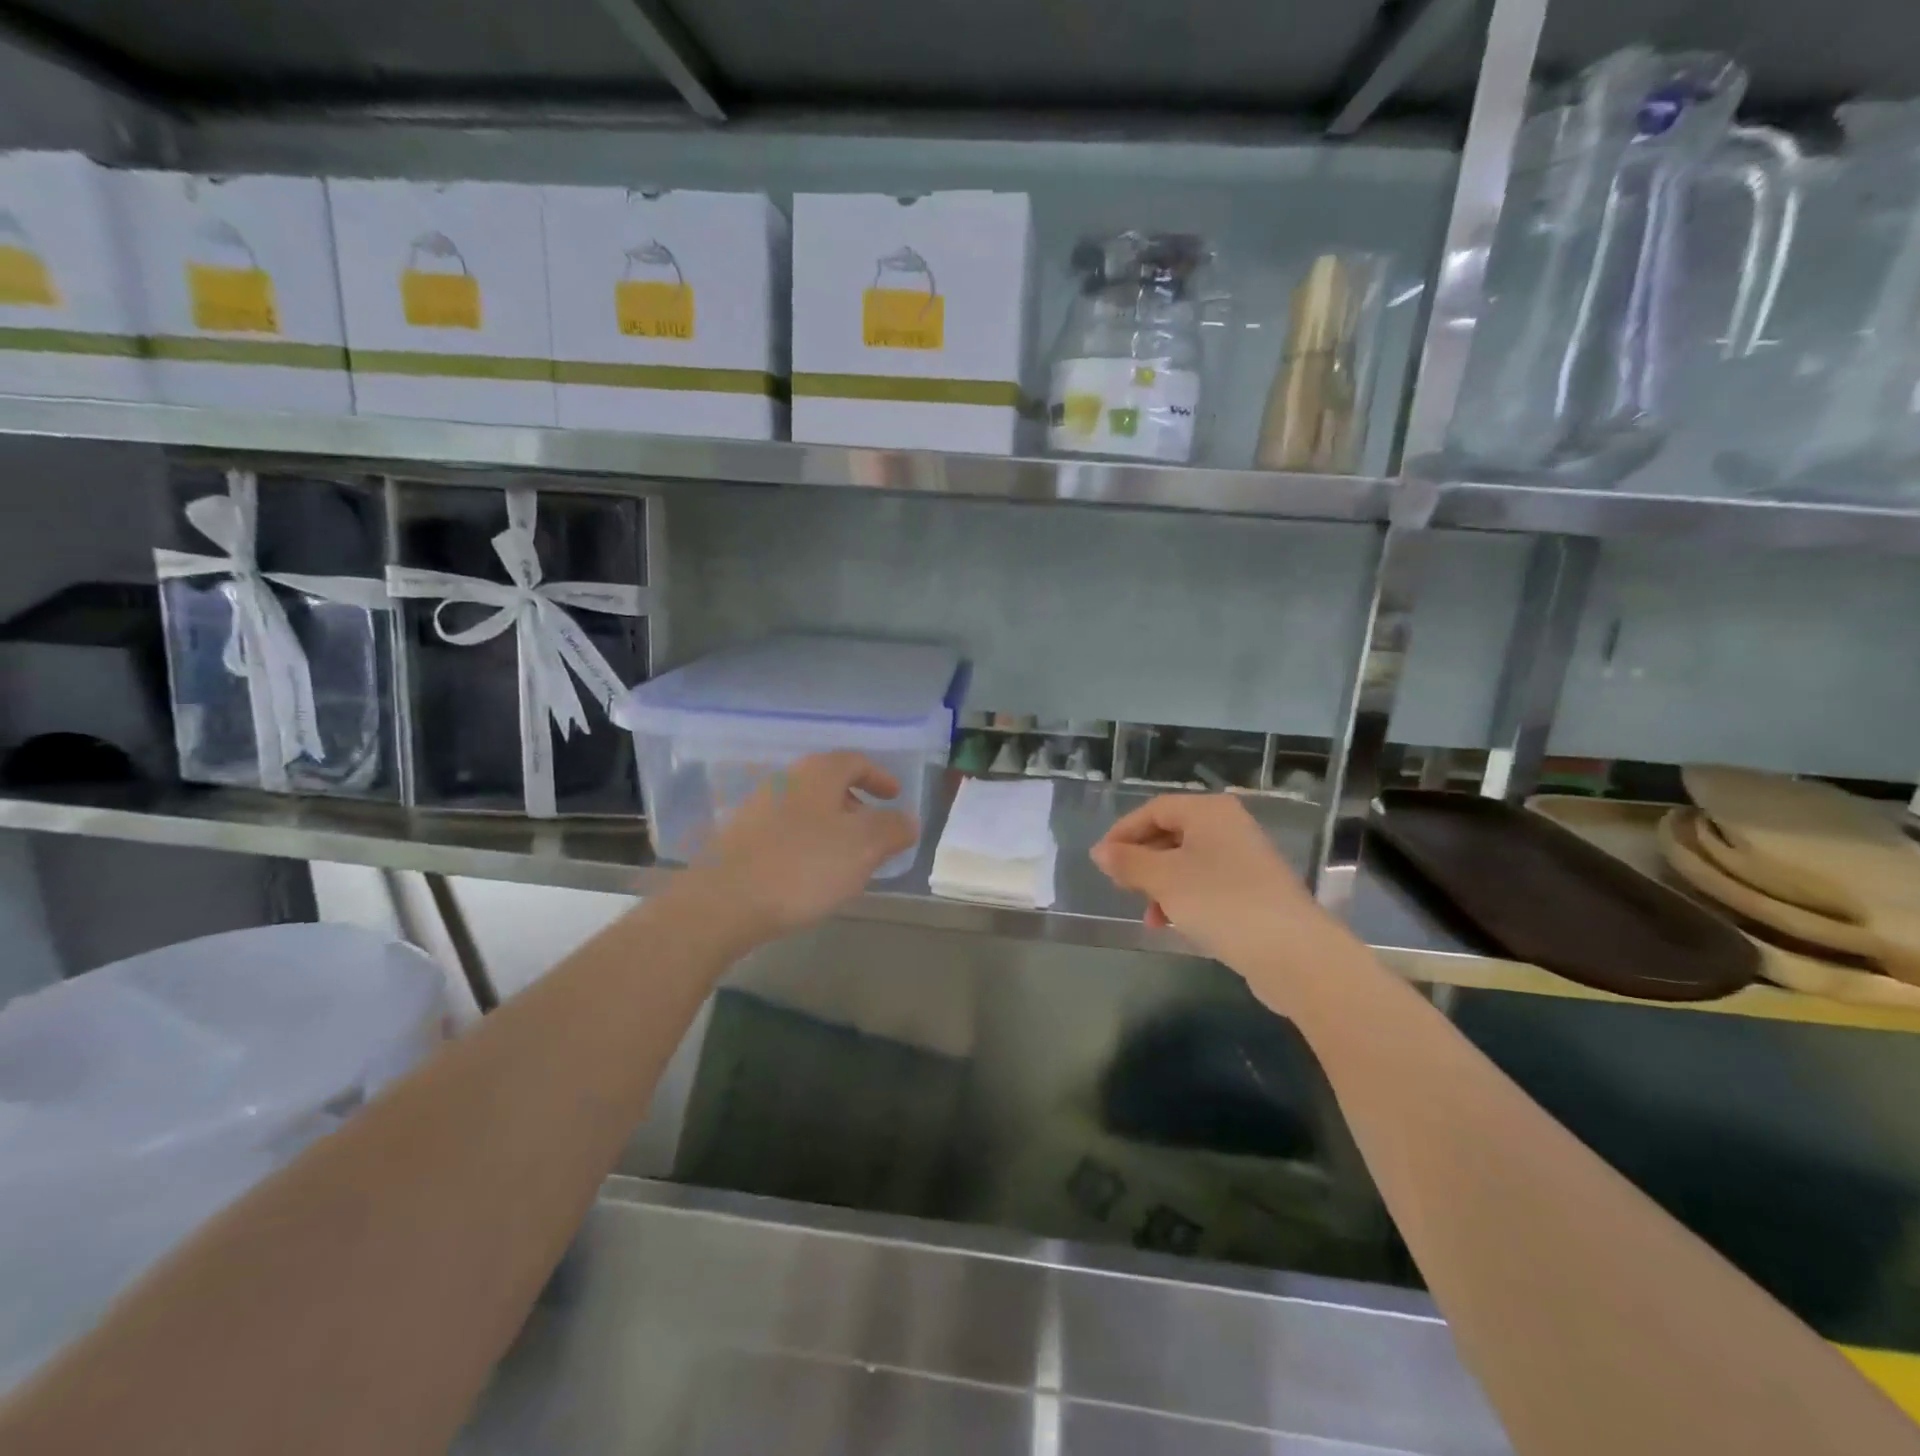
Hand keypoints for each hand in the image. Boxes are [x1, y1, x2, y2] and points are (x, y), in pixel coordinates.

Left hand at [676, 751, 918, 945]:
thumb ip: (893, 829)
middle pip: (828, 784)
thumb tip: (907, 820)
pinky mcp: (738, 839)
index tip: (895, 797)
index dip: (880, 777)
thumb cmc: (803, 866)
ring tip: (845, 859)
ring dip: (830, 827)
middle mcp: (785, 781)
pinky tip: (808, 874)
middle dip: (856, 805)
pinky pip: (784, 832)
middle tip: (874, 832)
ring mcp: (756, 808)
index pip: (855, 761)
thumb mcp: (864, 847)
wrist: (723, 902)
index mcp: (817, 774)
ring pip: (806, 809)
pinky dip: (805, 844)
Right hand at [1090, 793, 1322, 963]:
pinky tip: (1175, 924)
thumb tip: (1100, 852)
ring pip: (1187, 862)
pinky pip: (1207, 884)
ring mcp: (1245, 858)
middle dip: (1142, 862)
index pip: (1154, 810)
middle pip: (1171, 834)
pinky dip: (1185, 898)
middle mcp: (1229, 826)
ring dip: (1161, 886)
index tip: (1101, 862)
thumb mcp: (1163, 879)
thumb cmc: (1220, 902)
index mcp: (1209, 811)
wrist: (1292, 952)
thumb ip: (1127, 862)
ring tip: (1149, 917)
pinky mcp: (1255, 890)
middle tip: (1121, 888)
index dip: (1123, 833)